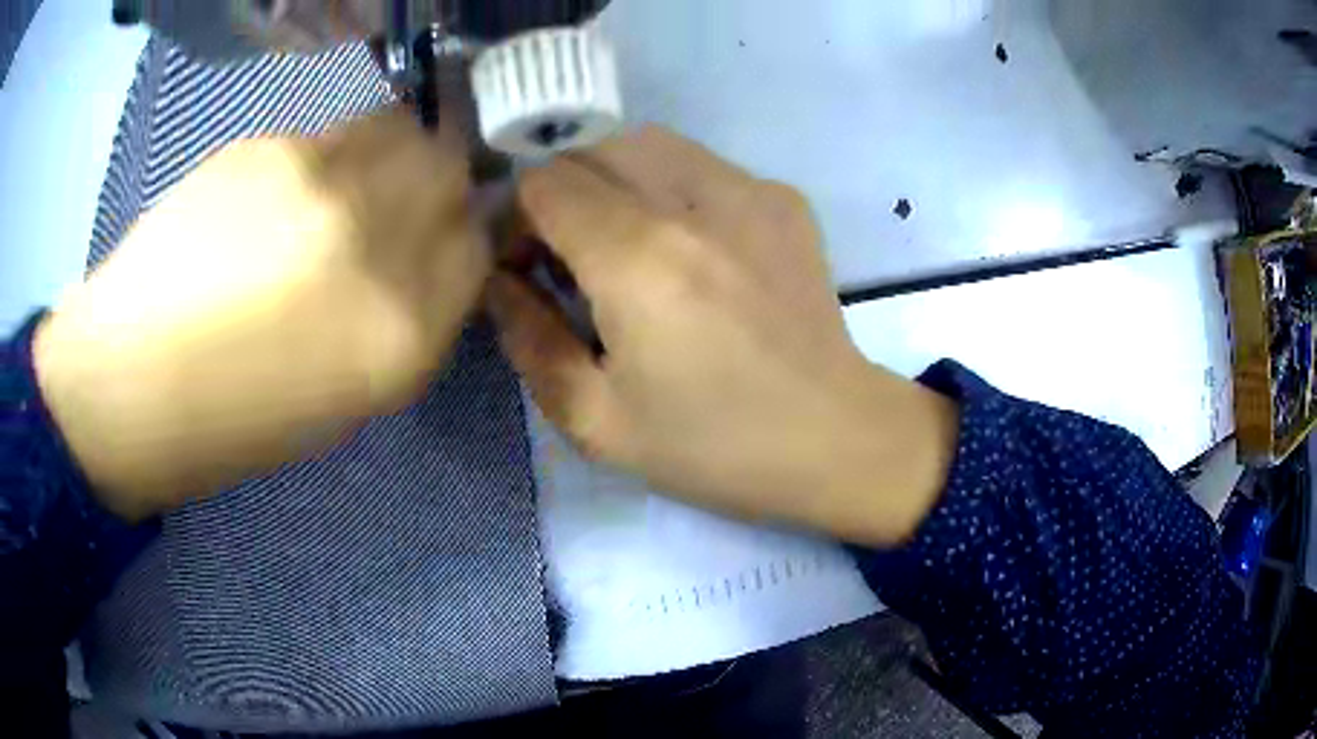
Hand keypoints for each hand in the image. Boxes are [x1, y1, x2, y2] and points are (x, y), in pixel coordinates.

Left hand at [34, 108, 488, 520]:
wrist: (132, 380)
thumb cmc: (233, 420)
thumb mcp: (344, 398)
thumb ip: (402, 319)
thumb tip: (422, 256)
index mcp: (400, 334)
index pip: (477, 245)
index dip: (461, 235)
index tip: (438, 239)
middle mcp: (374, 242)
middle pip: (448, 169)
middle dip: (436, 181)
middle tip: (396, 202)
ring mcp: (319, 182)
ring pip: (399, 129)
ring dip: (390, 152)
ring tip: (345, 184)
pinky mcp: (269, 146)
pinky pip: (332, 132)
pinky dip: (329, 154)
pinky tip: (283, 193)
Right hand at [488, 127, 957, 545]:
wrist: (833, 437)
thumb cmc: (713, 446)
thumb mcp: (596, 421)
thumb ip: (528, 341)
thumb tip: (500, 281)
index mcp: (638, 260)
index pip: (544, 183)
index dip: (520, 219)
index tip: (531, 268)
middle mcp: (692, 201)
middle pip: (591, 150)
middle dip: (562, 196)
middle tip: (573, 260)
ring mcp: (749, 189)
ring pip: (647, 144)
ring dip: (613, 182)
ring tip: (626, 246)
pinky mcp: (783, 197)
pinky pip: (700, 165)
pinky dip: (671, 189)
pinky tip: (692, 248)